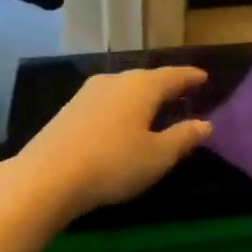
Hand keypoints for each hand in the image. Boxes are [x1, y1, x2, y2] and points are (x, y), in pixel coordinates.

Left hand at [10, 66, 212, 218]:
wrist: (47, 176)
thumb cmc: (113, 164)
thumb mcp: (157, 156)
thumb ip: (183, 137)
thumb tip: (204, 123)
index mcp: (142, 86)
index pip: (173, 75)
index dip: (190, 77)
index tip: (203, 77)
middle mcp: (114, 80)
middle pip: (146, 78)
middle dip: (165, 86)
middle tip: (181, 94)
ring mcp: (87, 93)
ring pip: (123, 89)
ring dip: (141, 97)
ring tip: (153, 109)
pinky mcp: (69, 109)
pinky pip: (106, 101)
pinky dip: (121, 107)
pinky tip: (121, 122)